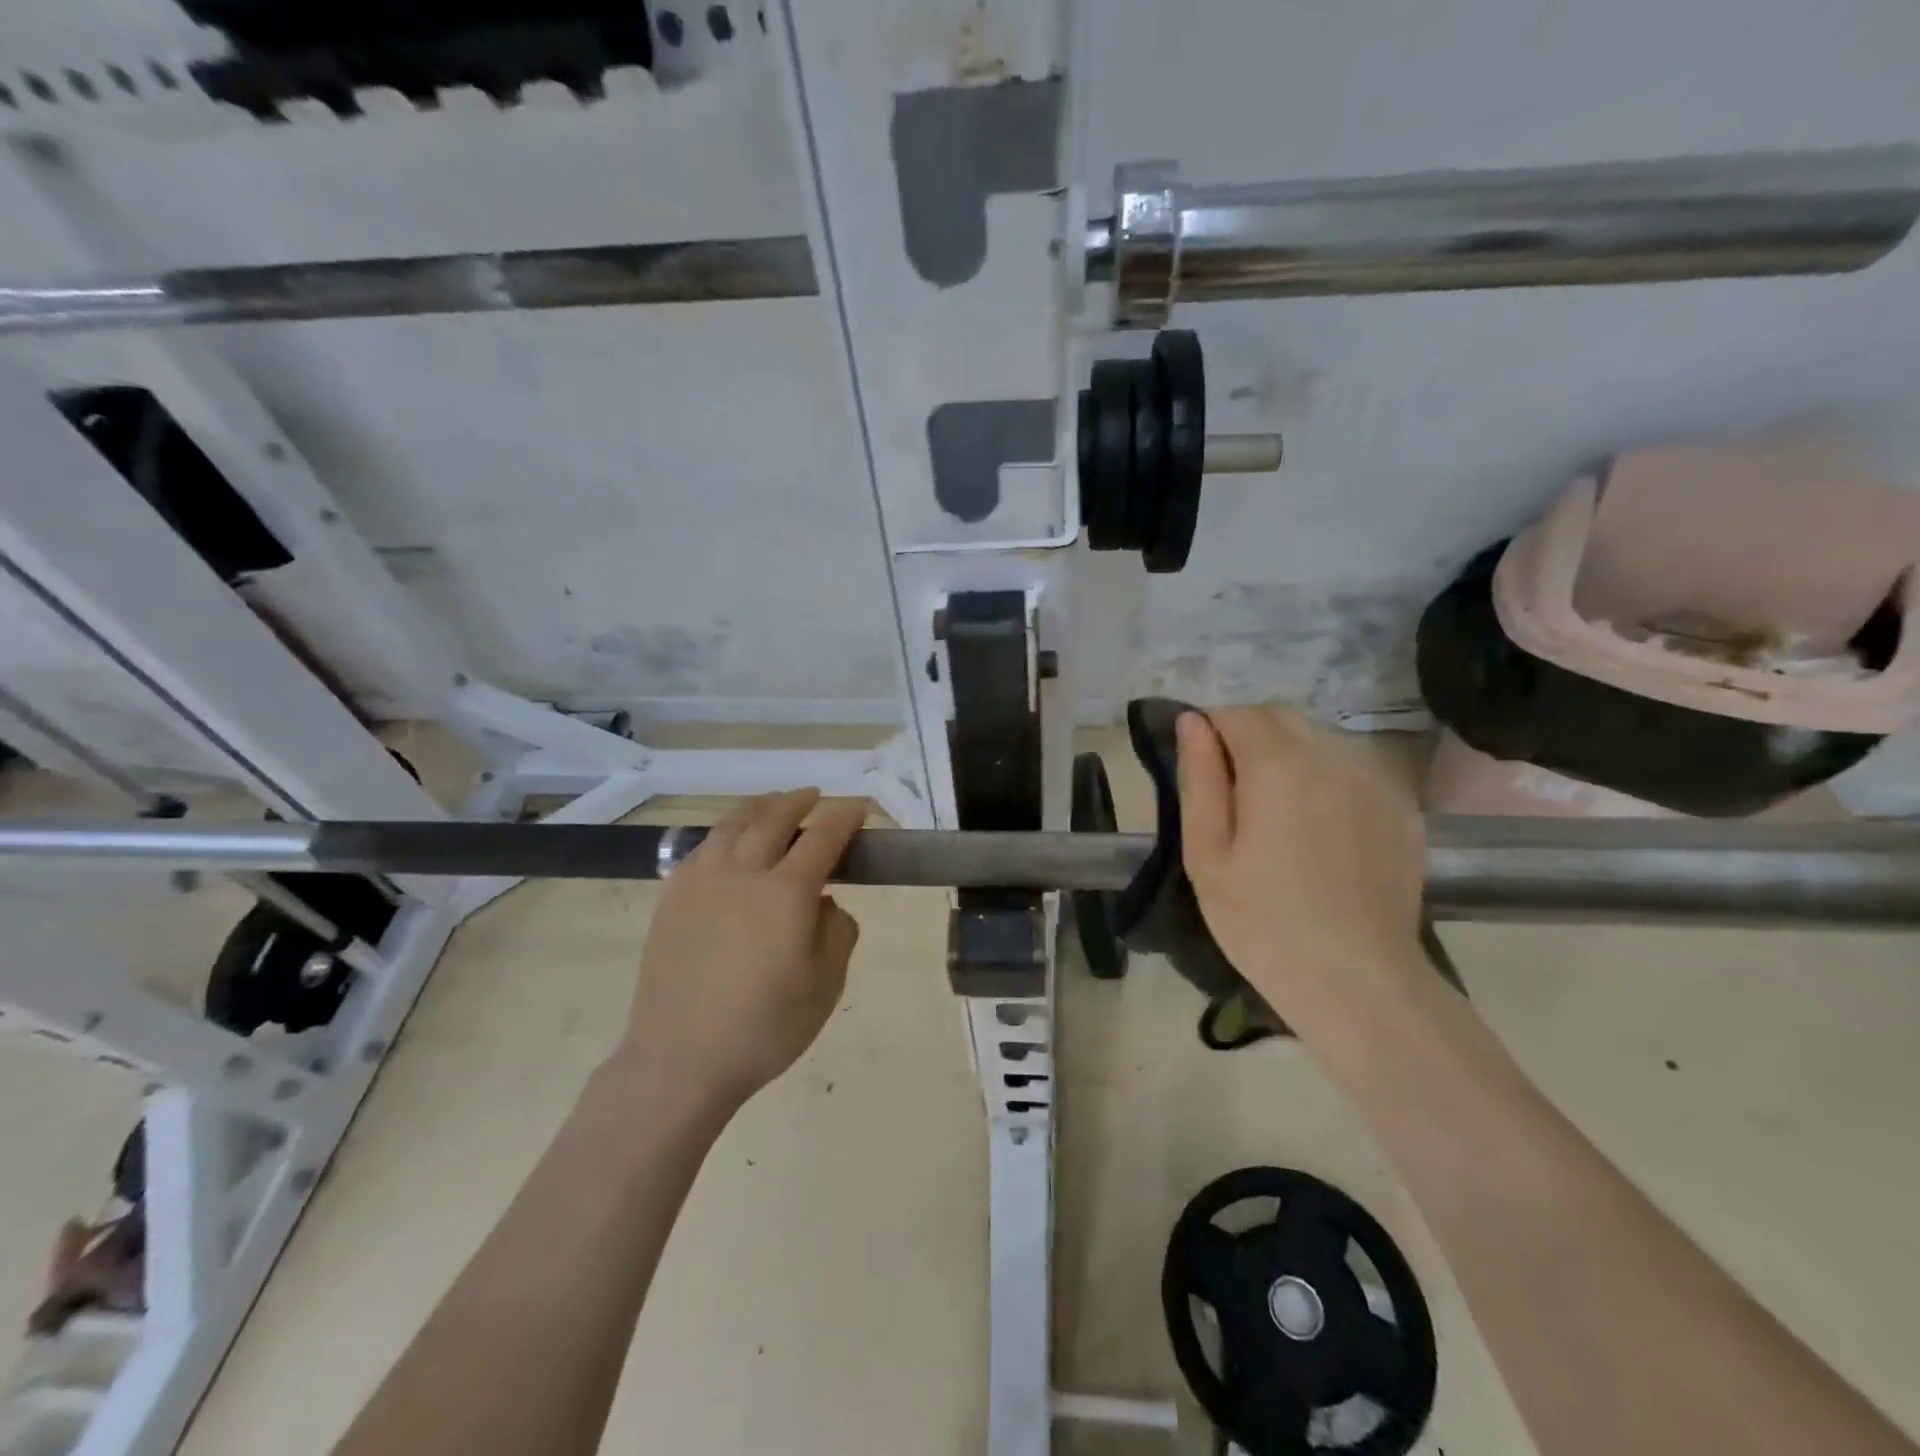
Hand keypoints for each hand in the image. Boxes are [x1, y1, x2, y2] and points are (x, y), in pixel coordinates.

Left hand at [616, 788, 865, 1111]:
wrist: (680, 1059)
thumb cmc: (764, 1029)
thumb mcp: (826, 986)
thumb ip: (837, 932)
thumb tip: (825, 902)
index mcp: (786, 894)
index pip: (823, 837)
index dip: (845, 818)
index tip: (859, 809)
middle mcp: (743, 873)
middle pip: (774, 817)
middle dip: (800, 801)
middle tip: (816, 798)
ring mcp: (701, 881)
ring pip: (733, 825)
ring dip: (760, 808)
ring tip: (774, 805)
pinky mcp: (672, 896)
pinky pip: (704, 847)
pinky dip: (726, 833)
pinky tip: (731, 842)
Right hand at [1176, 708, 1427, 1024]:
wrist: (1358, 982)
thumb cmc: (1263, 923)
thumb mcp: (1207, 855)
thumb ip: (1199, 779)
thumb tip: (1191, 721)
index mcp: (1279, 766)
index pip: (1238, 714)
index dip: (1211, 731)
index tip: (1201, 771)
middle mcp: (1332, 757)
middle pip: (1281, 718)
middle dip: (1249, 736)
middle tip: (1232, 794)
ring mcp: (1374, 782)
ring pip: (1319, 741)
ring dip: (1288, 757)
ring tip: (1276, 816)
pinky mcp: (1400, 809)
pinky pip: (1351, 772)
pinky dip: (1325, 781)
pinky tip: (1318, 833)